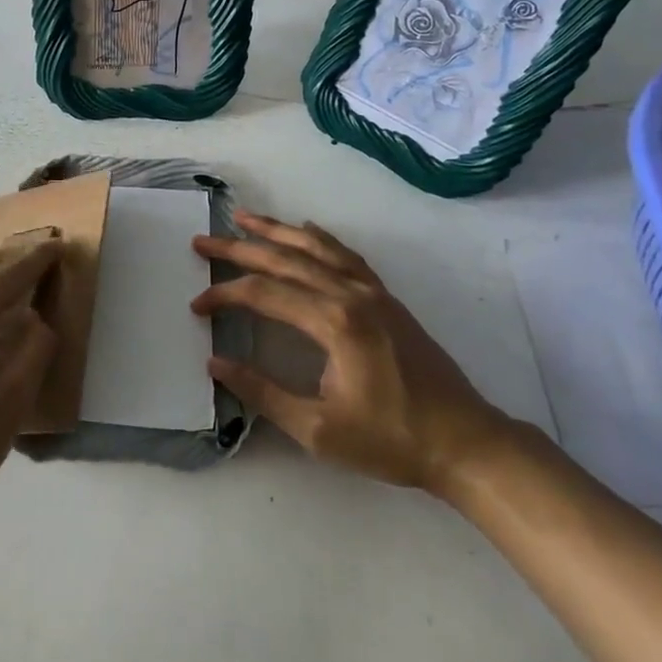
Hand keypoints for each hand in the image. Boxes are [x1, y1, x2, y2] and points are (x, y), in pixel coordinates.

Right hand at [191, 214, 510, 495]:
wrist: (465, 443)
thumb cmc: (390, 440)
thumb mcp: (317, 430)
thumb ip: (263, 393)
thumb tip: (216, 364)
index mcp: (334, 322)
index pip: (265, 293)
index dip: (225, 295)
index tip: (197, 305)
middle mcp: (351, 295)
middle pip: (286, 259)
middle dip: (240, 248)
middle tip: (204, 239)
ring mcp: (373, 293)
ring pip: (317, 247)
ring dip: (277, 231)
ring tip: (244, 217)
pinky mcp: (387, 299)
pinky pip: (346, 256)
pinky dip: (320, 239)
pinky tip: (307, 230)